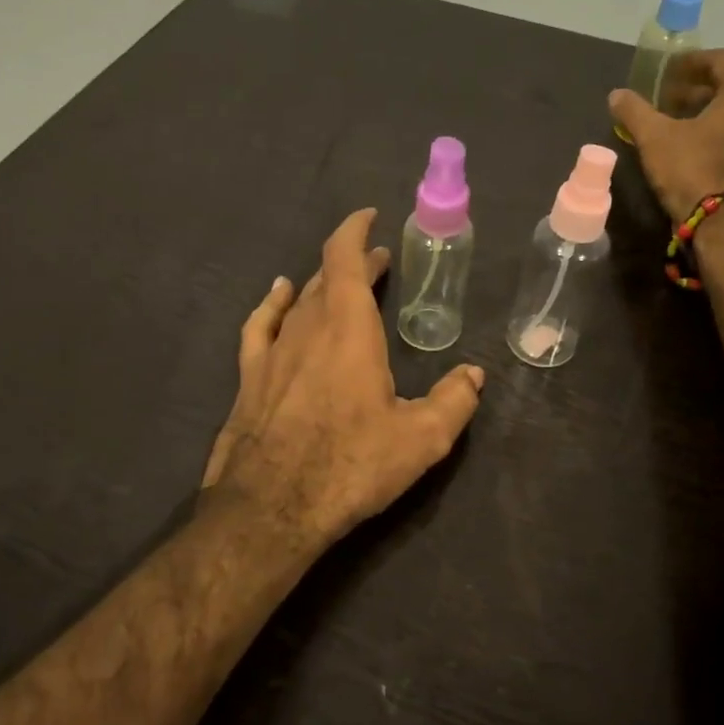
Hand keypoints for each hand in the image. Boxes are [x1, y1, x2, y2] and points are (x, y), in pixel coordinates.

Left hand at [201, 208, 484, 546]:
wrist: (271, 507)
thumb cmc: (350, 465)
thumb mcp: (421, 439)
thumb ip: (454, 401)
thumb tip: (473, 375)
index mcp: (349, 330)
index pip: (345, 259)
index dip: (355, 231)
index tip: (369, 218)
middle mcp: (307, 329)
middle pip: (328, 279)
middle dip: (353, 264)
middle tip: (378, 263)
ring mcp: (273, 352)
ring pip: (298, 302)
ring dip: (321, 284)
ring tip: (338, 280)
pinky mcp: (250, 378)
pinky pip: (261, 326)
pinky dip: (273, 305)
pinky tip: (278, 297)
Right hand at [609, 49, 723, 220]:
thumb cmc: (693, 168)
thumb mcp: (655, 138)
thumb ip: (635, 112)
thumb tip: (616, 95)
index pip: (722, 60)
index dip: (692, 63)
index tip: (669, 71)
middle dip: (701, 89)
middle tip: (672, 99)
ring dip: (713, 113)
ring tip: (684, 125)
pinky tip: (701, 150)